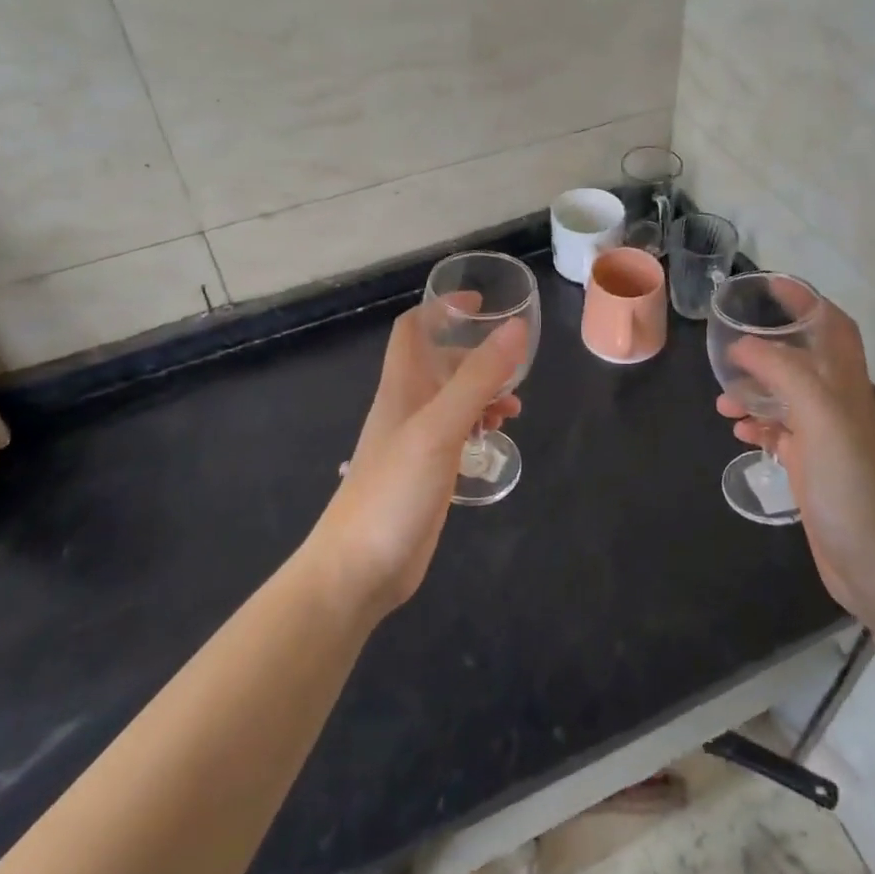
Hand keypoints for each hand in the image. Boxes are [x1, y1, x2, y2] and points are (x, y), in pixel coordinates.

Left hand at [306, 305, 527, 619]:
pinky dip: (478, 425)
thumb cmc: (394, 490)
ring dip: (483, 392)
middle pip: (440, 362)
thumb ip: (478, 378)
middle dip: (477, 356)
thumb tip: (515, 328)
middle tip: (515, 364)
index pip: (414, 328)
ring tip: (514, 407)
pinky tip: (495, 438)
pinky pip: (456, 433)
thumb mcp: (440, 428)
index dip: (442, 309)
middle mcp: (407, 406)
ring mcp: (416, 441)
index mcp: (402, 386)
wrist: (359, 569)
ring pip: (452, 399)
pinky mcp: (427, 472)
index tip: (480, 304)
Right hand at [717, 298, 874, 615]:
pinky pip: (777, 429)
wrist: (871, 556)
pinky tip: (736, 429)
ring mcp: (822, 433)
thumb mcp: (817, 414)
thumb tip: (741, 347)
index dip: (805, 300)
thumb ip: (781, 371)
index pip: (830, 325)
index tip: (769, 286)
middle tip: (730, 343)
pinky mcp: (809, 463)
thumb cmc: (847, 479)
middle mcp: (834, 400)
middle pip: (802, 356)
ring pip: (784, 393)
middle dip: (767, 344)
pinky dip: (755, 422)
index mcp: (842, 381)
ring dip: (753, 387)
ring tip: (722, 396)